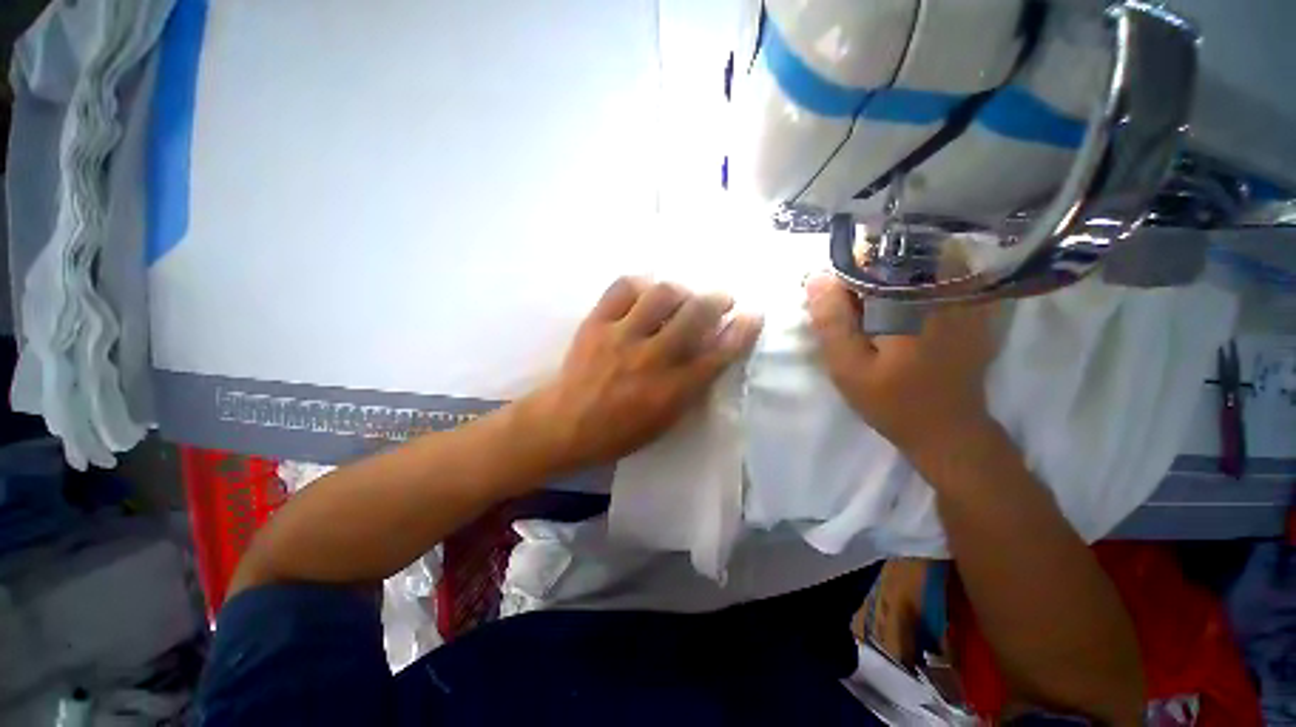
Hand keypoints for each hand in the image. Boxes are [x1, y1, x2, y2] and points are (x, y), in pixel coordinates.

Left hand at [523, 277, 762, 472]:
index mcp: (672, 390)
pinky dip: (640, 284)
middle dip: (717, 300)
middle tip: (721, 299)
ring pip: (662, 294)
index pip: (719, 354)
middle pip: (696, 315)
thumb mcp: (666, 420)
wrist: (565, 424)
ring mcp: (622, 336)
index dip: (743, 331)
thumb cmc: (620, 431)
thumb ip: (692, 386)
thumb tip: (712, 352)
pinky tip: (645, 292)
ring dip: (681, 290)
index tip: (753, 315)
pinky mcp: (596, 323)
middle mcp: (652, 358)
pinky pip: (622, 288)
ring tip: (682, 296)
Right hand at [805, 273, 998, 459]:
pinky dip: (906, 287)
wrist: (948, 430)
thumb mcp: (848, 366)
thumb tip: (817, 277)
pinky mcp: (970, 307)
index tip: (829, 298)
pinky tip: (892, 315)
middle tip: (848, 315)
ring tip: (867, 317)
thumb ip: (831, 321)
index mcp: (915, 300)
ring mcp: (965, 295)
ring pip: (914, 263)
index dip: (843, 271)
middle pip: (895, 254)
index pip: (873, 255)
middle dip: (862, 275)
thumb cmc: (894, 401)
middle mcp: (946, 287)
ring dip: (883, 280)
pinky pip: (933, 278)